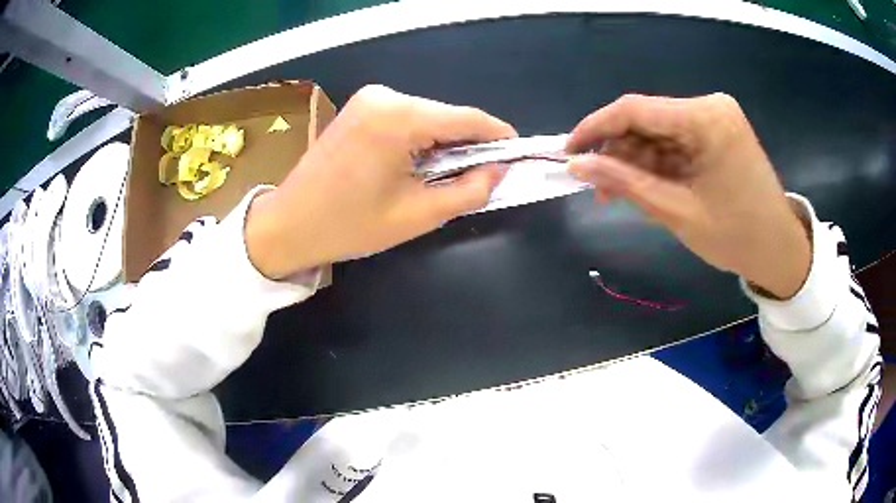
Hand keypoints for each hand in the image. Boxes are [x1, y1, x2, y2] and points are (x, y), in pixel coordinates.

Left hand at [246, 85, 515, 278]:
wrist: (289, 224)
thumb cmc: (350, 225)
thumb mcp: (418, 215)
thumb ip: (468, 190)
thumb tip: (498, 171)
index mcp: (400, 117)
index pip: (468, 118)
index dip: (499, 136)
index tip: (517, 155)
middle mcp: (386, 96)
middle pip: (447, 116)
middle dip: (469, 145)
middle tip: (479, 178)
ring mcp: (369, 99)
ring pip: (427, 117)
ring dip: (443, 144)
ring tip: (442, 178)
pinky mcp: (359, 108)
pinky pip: (405, 118)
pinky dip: (420, 140)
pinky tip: (415, 166)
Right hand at [566, 93, 810, 298]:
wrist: (779, 250)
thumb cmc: (736, 236)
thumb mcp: (677, 212)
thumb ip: (625, 183)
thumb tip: (576, 165)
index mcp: (705, 118)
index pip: (635, 109)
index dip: (595, 128)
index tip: (567, 153)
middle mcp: (709, 106)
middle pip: (646, 120)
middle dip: (618, 153)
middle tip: (598, 189)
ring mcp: (714, 117)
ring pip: (657, 132)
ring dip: (635, 162)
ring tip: (619, 195)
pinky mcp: (716, 131)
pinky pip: (674, 141)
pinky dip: (656, 164)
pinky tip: (645, 186)